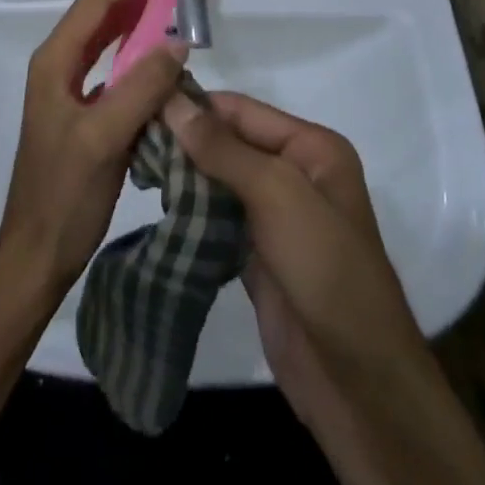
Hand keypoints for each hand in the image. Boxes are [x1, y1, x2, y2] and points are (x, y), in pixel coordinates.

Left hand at [0, 0, 187, 303]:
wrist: (38, 251)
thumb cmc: (64, 194)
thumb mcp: (103, 138)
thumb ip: (139, 89)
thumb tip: (177, 44)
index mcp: (54, 62)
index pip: (95, 2)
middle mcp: (58, 66)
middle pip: (99, 15)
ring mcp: (69, 89)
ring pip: (106, 41)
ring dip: (138, 25)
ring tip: (176, 17)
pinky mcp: (83, 112)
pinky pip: (113, 71)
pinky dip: (137, 58)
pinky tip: (162, 66)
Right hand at [161, 93, 420, 392]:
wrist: (356, 382)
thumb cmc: (325, 268)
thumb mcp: (277, 194)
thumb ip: (222, 148)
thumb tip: (173, 101)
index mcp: (311, 148)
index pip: (241, 110)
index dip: (194, 105)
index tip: (140, 102)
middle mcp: (295, 172)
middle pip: (228, 143)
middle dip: (184, 141)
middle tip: (129, 138)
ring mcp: (276, 215)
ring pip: (219, 181)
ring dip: (182, 176)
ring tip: (134, 166)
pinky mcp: (257, 253)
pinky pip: (217, 218)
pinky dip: (190, 211)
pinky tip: (157, 204)